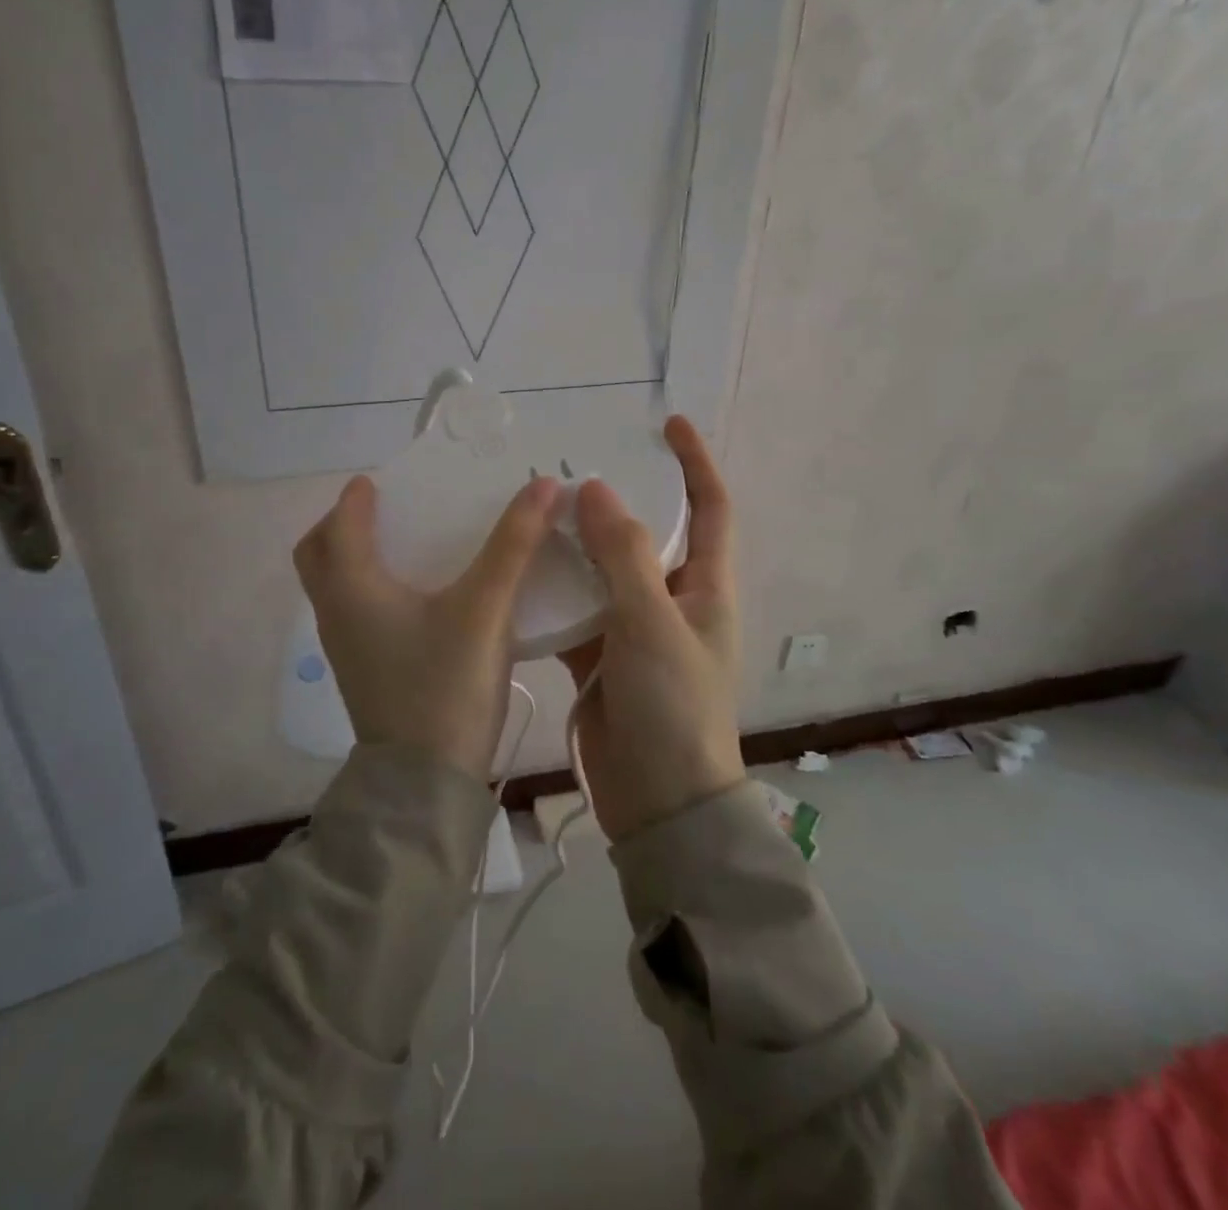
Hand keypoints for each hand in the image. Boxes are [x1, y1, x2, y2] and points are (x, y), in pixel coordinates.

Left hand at [294, 473, 563, 780]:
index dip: (358, 498)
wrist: (425, 783)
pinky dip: (369, 589)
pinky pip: (352, 612)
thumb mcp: (485, 608)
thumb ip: (515, 544)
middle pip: (318, 555)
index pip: (341, 524)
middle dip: (341, 526)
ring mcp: (345, 648)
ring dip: (353, 558)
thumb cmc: (446, 685)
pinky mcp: (362, 672)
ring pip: (333, 587)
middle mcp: (337, 613)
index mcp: (352, 587)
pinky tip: (416, 598)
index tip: (382, 481)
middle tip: (384, 512)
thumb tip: (546, 485)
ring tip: (403, 546)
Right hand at [559, 415, 743, 839]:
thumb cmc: (673, 708)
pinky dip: (552, 592)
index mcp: (705, 588)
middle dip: (616, 501)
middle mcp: (672, 602)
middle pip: (646, 535)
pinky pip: (574, 610)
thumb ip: (624, 556)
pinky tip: (517, 571)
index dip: (695, 462)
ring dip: (576, 545)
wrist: (659, 803)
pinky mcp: (598, 658)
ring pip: (603, 572)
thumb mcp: (653, 624)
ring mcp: (633, 630)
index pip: (711, 508)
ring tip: (534, 511)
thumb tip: (597, 490)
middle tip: (569, 470)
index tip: (668, 423)